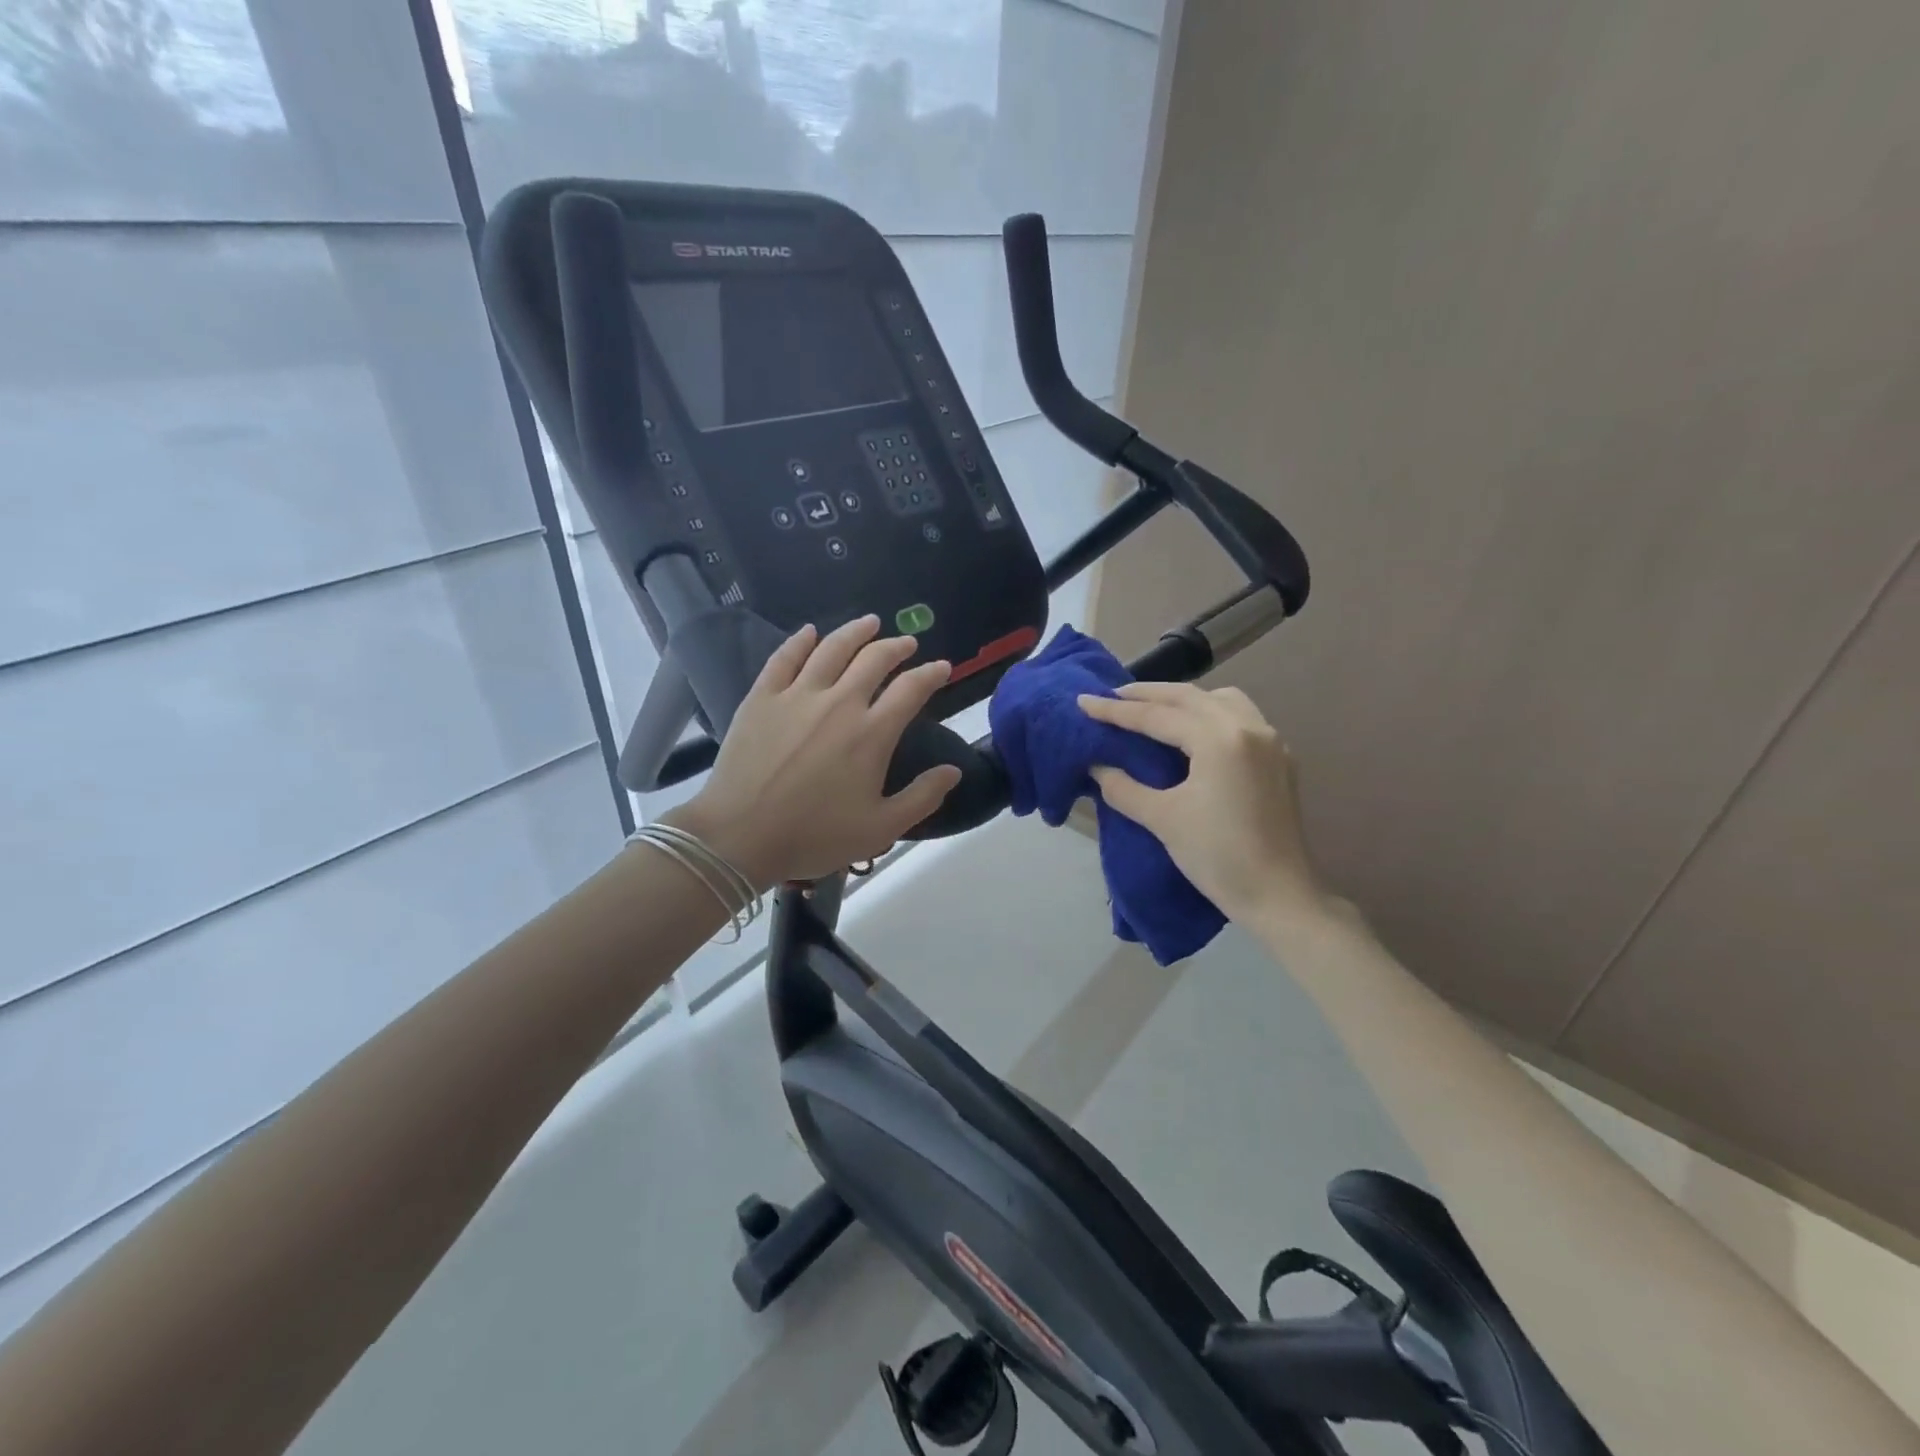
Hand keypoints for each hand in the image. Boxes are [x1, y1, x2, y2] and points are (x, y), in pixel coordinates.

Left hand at [667, 617, 960, 887]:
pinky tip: (810, 632)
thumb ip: (922, 797)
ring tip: (870, 622)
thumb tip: (953, 771)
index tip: (941, 667)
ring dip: (855, 632)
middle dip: (896, 646)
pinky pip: (784, 658)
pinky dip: (800, 640)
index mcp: (871, 733)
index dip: (931, 674)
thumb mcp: (880, 828)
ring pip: (832, 648)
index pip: (911, 689)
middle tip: (907, 643)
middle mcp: (839, 702)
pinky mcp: (762, 697)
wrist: (740, 836)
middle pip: (874, 659)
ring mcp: (797, 695)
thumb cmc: (814, 835)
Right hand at [1078, 682, 1333, 924]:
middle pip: (1190, 697)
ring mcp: (1270, 741)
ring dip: (1184, 699)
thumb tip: (1097, 767)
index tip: (1083, 701)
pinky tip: (1193, 732)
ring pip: (1220, 700)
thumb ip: (1124, 788)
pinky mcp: (1279, 760)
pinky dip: (1209, 713)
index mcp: (1219, 739)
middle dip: (1148, 694)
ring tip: (1153, 709)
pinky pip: (1240, 717)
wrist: (1279, 896)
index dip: (1115, 711)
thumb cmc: (1218, 856)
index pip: (1157, 716)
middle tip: (1112, 696)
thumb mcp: (1163, 819)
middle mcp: (1248, 727)